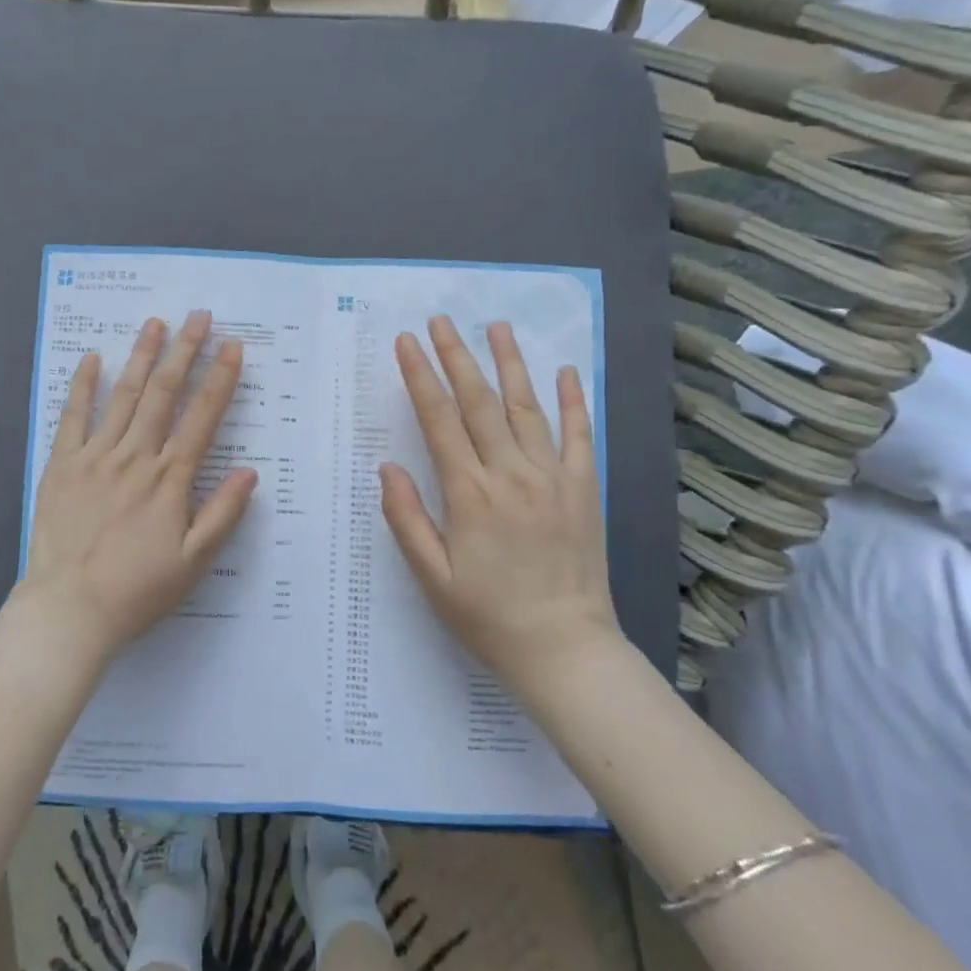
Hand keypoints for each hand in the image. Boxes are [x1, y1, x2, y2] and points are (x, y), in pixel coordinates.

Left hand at [19, 311, 258, 663]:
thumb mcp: (193, 562)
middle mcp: (136, 457)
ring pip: (125, 396)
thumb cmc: (137, 589)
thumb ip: (222, 514)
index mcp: (170, 479)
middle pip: (165, 394)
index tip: (233, 346)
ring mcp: (96, 457)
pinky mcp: (62, 464)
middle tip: (198, 316)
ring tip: (156, 323)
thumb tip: (251, 471)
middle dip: (185, 351)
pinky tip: (93, 359)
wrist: (69, 610)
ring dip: (142, 356)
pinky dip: (84, 385)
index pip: (202, 417)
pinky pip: (73, 417)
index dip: (220, 378)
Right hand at [380, 316, 617, 690]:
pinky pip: (578, 435)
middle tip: (441, 321)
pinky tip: (566, 371)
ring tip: (496, 326)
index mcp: (469, 494)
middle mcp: (510, 474)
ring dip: (509, 364)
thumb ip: (406, 518)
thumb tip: (387, 467)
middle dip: (456, 356)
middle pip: (478, 402)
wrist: (565, 650)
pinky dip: (573, 401)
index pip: (438, 419)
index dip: (420, 376)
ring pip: (526, 407)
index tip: (407, 342)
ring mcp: (551, 478)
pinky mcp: (582, 490)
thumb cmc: (488, 616)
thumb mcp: (432, 578)